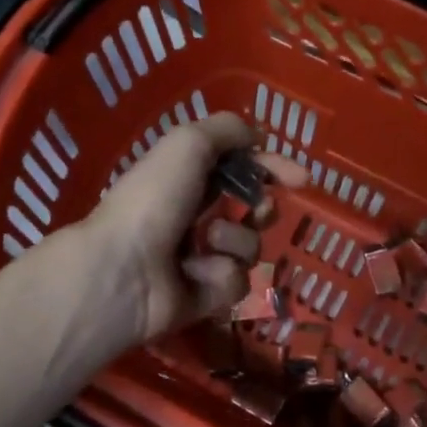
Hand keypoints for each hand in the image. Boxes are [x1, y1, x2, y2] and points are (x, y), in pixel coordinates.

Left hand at [80, 112, 308, 346]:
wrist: (124, 269)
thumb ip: (228, 130)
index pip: (241, 167)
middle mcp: (194, 215)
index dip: (272, 168)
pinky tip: (195, 275)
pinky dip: (220, 275)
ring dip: (234, 241)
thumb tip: (257, 139)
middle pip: (252, 210)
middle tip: (257, 210)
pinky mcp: (205, 296)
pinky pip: (236, 281)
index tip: (302, 178)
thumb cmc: (154, 198)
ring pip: (249, 246)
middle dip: (262, 208)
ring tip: (206, 243)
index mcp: (187, 177)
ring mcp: (200, 258)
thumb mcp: (189, 143)